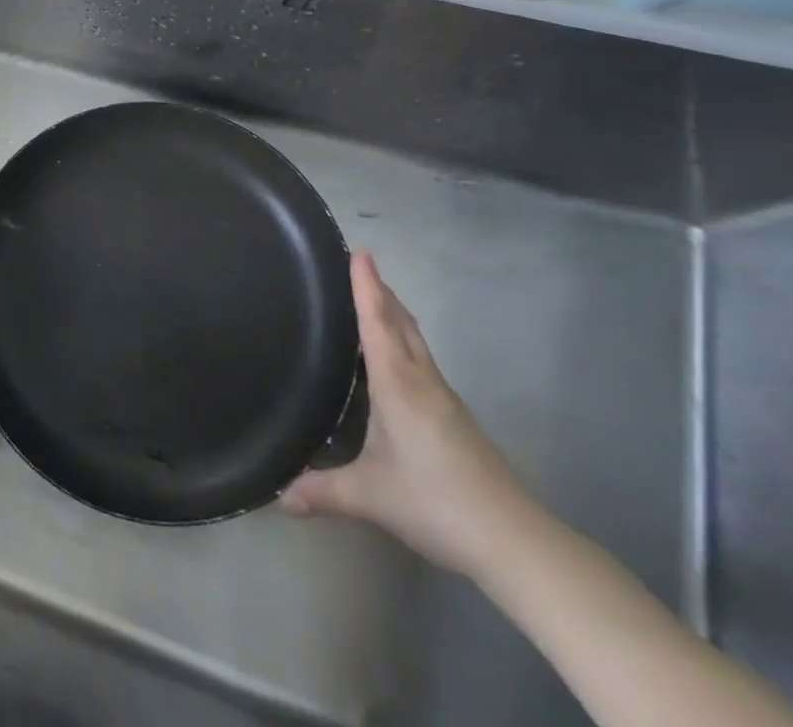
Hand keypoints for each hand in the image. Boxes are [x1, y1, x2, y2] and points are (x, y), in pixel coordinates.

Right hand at [280, 250, 534, 576]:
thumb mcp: (370, 496)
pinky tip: (394, 362)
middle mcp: (422, 382)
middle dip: (382, 292)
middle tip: (362, 267)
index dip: (367, 287)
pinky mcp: (457, 419)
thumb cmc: (436, 502)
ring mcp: (445, 400)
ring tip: (374, 302)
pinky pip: (423, 362)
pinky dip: (405, 343)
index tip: (362, 252)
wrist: (514, 541)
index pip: (378, 323)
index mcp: (398, 385)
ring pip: (417, 342)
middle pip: (402, 323)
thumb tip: (278, 497)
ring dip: (395, 315)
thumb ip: (323, 490)